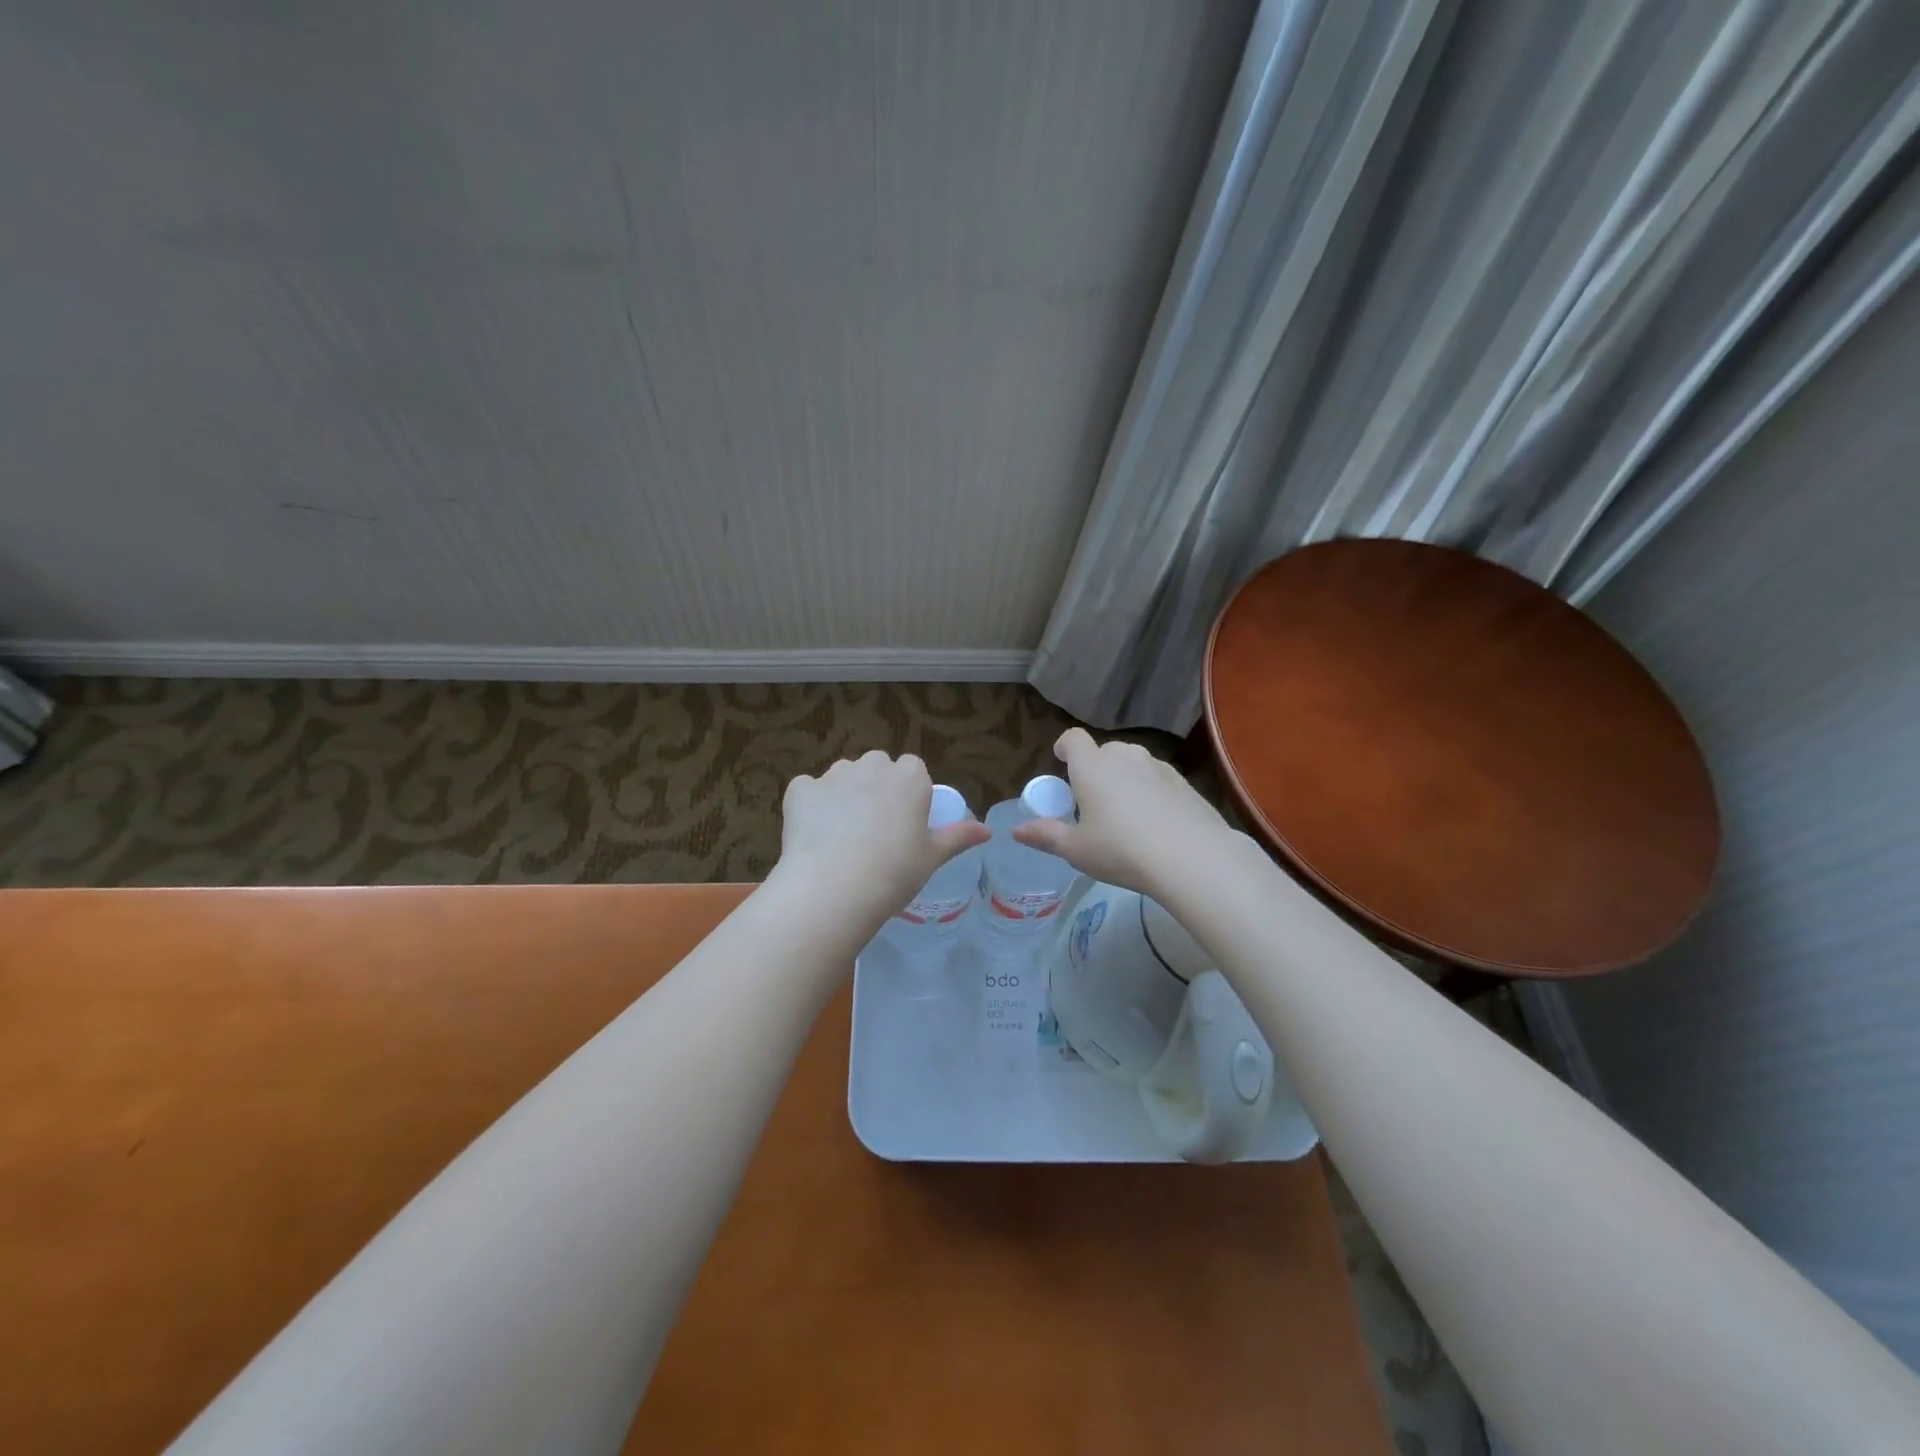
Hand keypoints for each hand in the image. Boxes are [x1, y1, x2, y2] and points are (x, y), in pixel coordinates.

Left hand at [776, 751, 990, 921]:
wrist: (834, 889)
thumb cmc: (895, 873)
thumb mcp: (933, 857)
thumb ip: (959, 837)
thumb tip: (988, 831)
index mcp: (909, 777)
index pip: (913, 769)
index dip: (908, 793)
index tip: (905, 822)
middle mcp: (872, 766)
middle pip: (877, 767)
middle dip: (876, 787)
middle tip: (875, 829)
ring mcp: (833, 775)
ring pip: (843, 776)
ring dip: (845, 793)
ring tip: (842, 835)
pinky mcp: (800, 789)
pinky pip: (808, 790)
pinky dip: (810, 805)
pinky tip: (812, 834)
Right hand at [1011, 729, 1228, 896]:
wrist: (1192, 858)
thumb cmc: (1121, 850)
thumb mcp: (1077, 850)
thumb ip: (1046, 836)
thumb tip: (1016, 831)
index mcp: (1092, 766)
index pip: (1073, 739)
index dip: (1065, 747)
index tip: (1062, 763)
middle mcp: (1124, 756)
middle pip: (1104, 751)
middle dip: (1095, 768)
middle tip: (1093, 801)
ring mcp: (1158, 766)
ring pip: (1133, 764)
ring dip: (1124, 779)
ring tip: (1126, 814)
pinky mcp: (1184, 782)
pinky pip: (1158, 779)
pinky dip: (1151, 792)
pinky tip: (1156, 823)